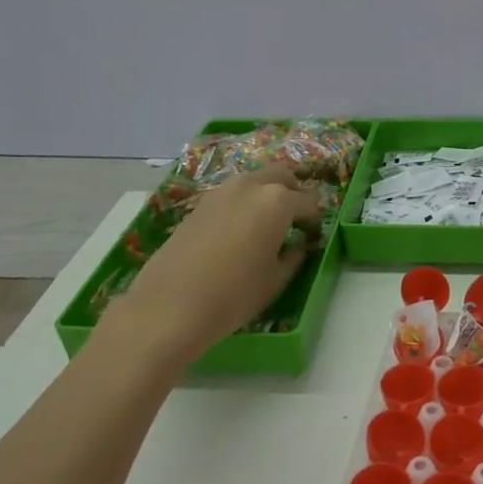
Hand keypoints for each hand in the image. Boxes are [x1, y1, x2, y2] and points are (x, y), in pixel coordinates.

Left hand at [104, 166, 322, 366]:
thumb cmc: (233, 295)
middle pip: (281, 176)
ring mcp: (221, 192)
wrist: (168, 307)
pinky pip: (231, 194)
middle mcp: (251, 185)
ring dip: (266, 193)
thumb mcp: (275, 281)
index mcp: (277, 201)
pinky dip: (242, 203)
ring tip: (266, 221)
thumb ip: (294, 256)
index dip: (314, 219)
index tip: (313, 235)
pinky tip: (238, 229)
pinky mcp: (199, 204)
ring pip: (254, 180)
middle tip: (294, 218)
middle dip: (293, 192)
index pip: (308, 201)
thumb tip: (299, 245)